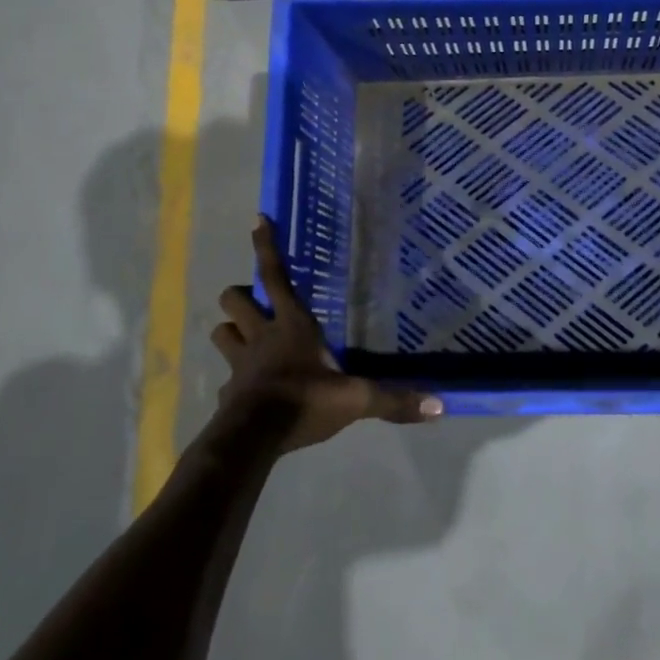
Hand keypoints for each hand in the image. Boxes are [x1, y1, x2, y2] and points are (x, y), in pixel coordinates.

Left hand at [211, 216, 441, 451]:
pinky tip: (245, 390)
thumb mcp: (356, 400)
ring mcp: (239, 363)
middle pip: (234, 298)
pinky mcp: (227, 391)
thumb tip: (439, 406)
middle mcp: (261, 336)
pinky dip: (233, 379)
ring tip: (245, 336)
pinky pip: (226, 377)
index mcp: (292, 325)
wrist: (252, 440)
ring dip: (231, 330)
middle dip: (240, 294)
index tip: (258, 219)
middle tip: (255, 301)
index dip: (266, 246)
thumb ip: (393, 400)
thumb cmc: (304, 402)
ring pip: (221, 330)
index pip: (275, 275)